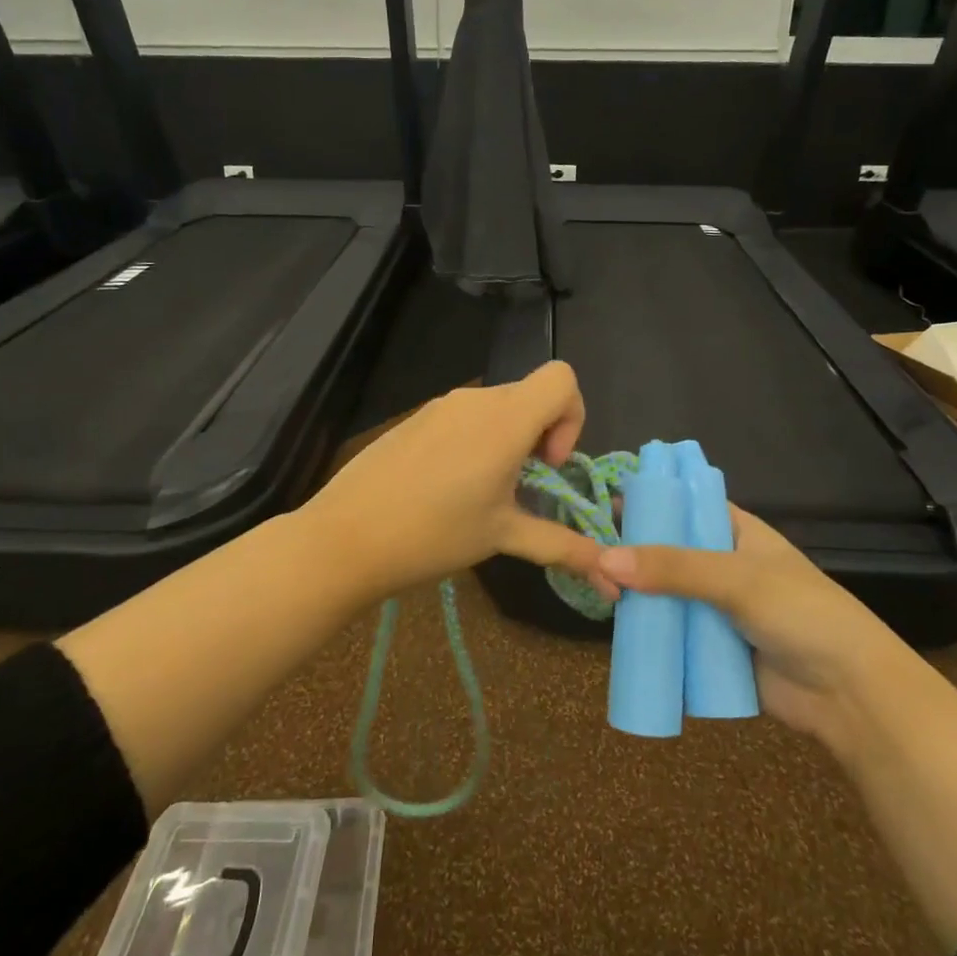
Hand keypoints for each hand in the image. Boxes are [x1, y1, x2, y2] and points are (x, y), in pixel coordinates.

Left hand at [301, 362, 609, 601]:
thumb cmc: (433, 534)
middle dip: (541, 438)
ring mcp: (441, 406)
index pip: (563, 378)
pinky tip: (448, 488)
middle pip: (531, 396)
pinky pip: (464, 417)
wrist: (344, 537)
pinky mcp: (416, 418)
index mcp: (505, 419)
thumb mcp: (502, 537)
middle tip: (521, 490)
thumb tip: (612, 577)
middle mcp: (476, 399)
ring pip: (497, 408)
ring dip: (508, 442)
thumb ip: (562, 547)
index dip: (572, 417)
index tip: (548, 466)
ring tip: (484, 494)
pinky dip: (476, 442)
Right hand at [595, 507, 905, 739]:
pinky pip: (672, 636)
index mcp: (737, 533)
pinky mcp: (712, 650)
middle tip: (589, 558)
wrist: (849, 694)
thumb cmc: (801, 614)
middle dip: (632, 556)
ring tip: (594, 592)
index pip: (685, 506)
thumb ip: (673, 568)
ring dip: (636, 597)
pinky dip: (648, 634)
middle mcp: (723, 566)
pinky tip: (615, 631)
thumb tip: (603, 558)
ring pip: (666, 596)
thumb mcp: (737, 579)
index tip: (603, 506)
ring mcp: (717, 610)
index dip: (649, 502)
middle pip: (668, 553)